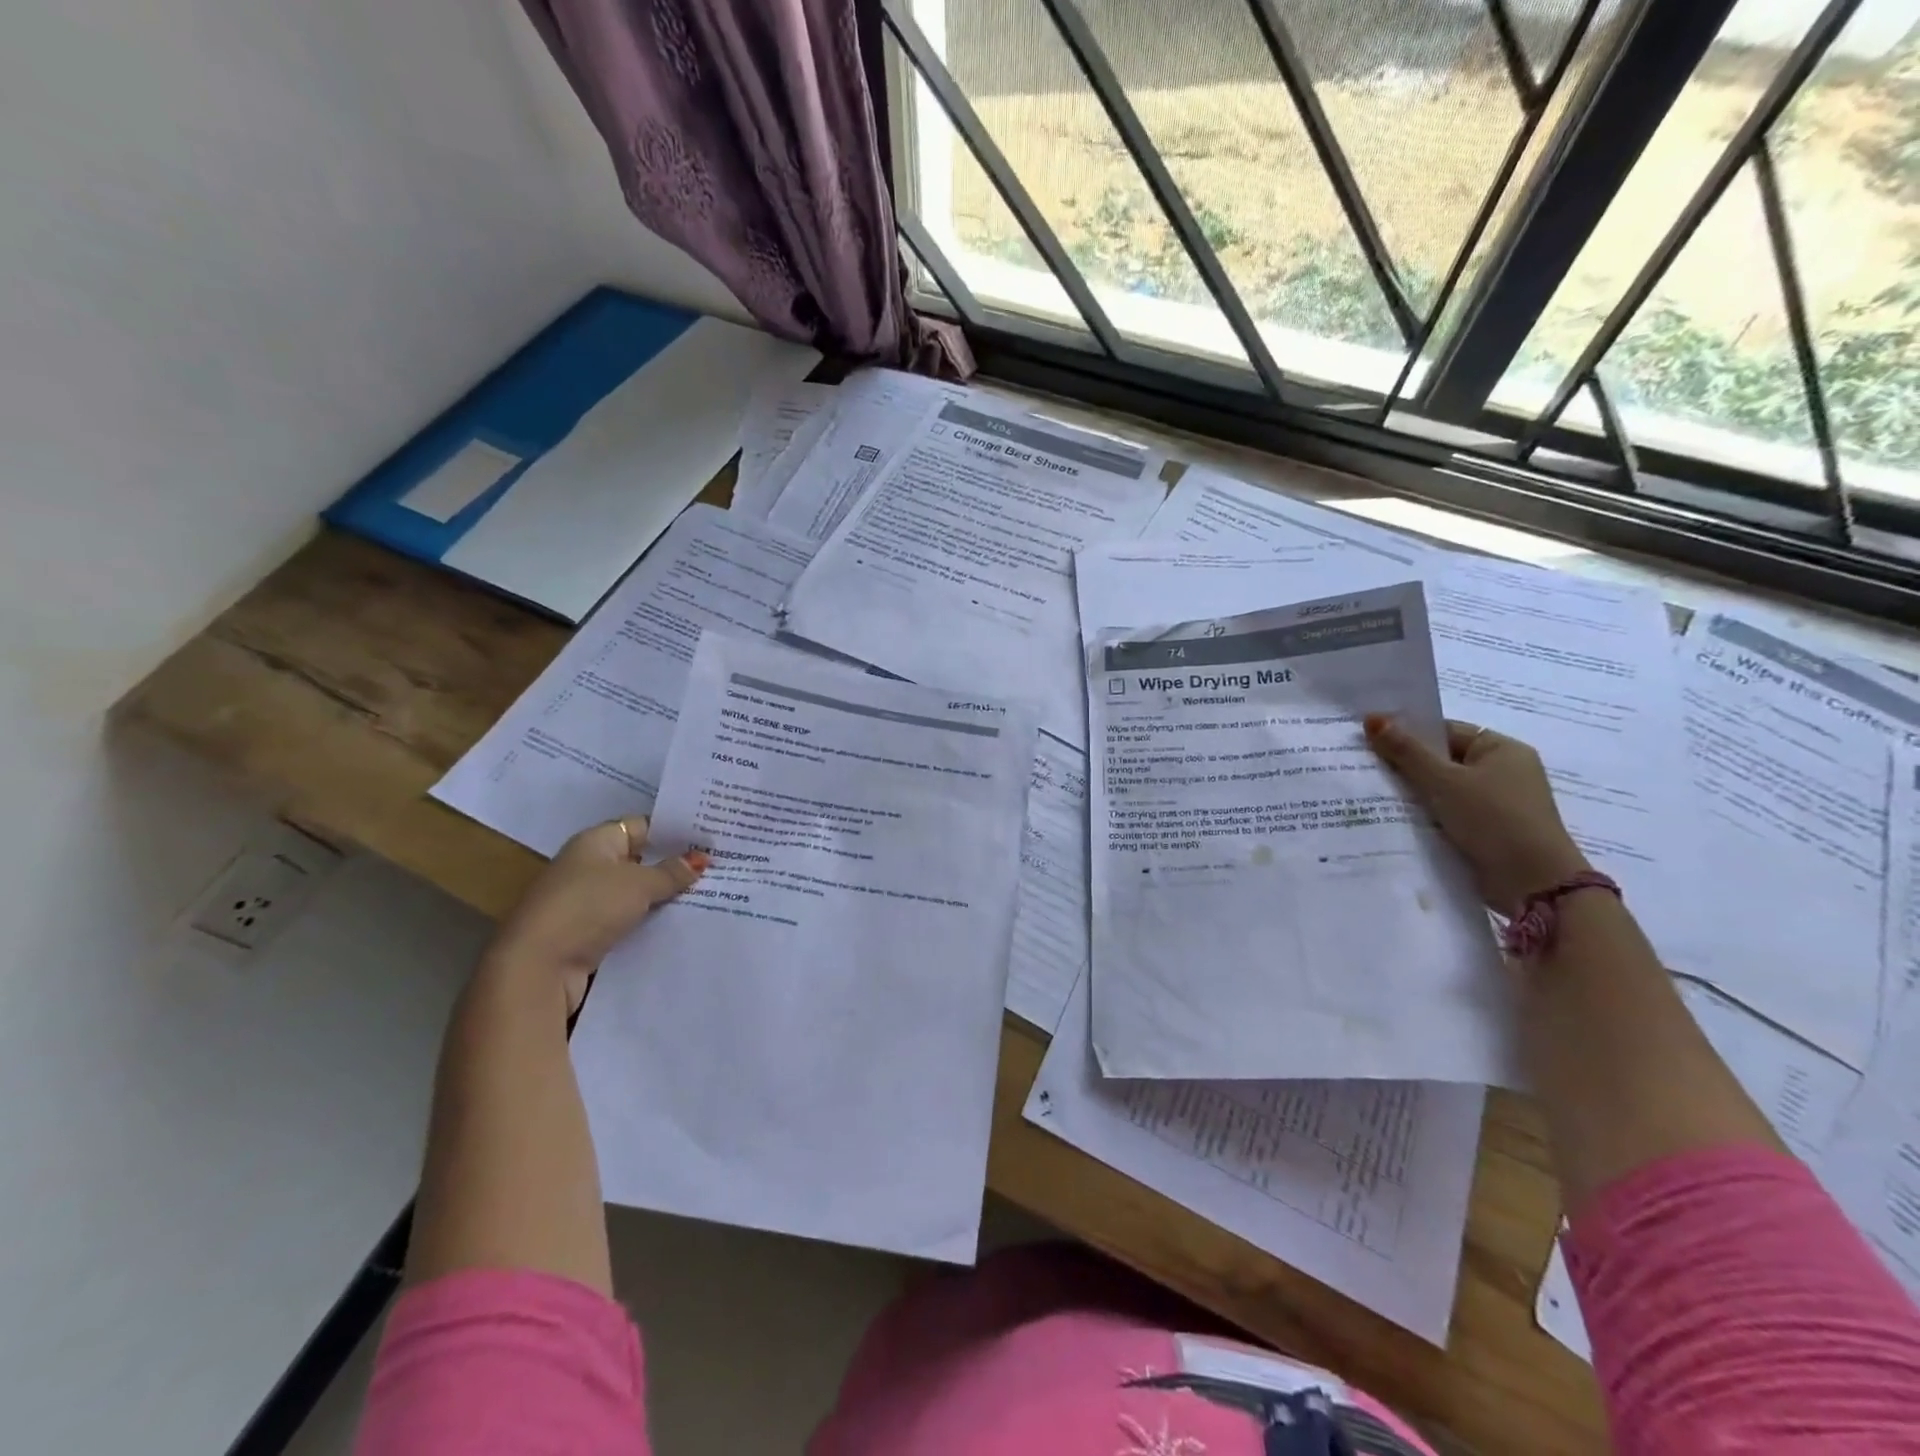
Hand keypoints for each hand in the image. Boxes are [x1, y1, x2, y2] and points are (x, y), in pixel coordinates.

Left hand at [483, 817, 706, 1012]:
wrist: (537, 967)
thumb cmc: (588, 907)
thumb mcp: (639, 884)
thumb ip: (672, 871)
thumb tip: (701, 859)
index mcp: (596, 842)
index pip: (643, 826)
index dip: (675, 831)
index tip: (711, 837)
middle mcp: (589, 866)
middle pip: (641, 860)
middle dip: (675, 864)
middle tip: (719, 865)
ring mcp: (587, 902)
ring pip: (637, 893)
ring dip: (665, 896)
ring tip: (711, 893)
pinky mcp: (589, 934)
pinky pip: (629, 920)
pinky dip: (651, 921)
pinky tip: (682, 923)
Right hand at [1365, 715, 1588, 916]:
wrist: (1533, 883)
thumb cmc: (1493, 819)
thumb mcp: (1443, 781)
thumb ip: (1406, 750)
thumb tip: (1373, 717)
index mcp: (1502, 749)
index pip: (1446, 731)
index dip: (1409, 733)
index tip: (1370, 741)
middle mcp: (1504, 772)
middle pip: (1443, 760)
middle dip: (1407, 765)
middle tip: (1365, 766)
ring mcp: (1498, 804)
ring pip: (1444, 789)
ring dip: (1415, 793)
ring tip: (1373, 793)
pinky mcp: (1489, 831)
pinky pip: (1449, 813)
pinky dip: (1427, 815)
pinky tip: (1396, 819)